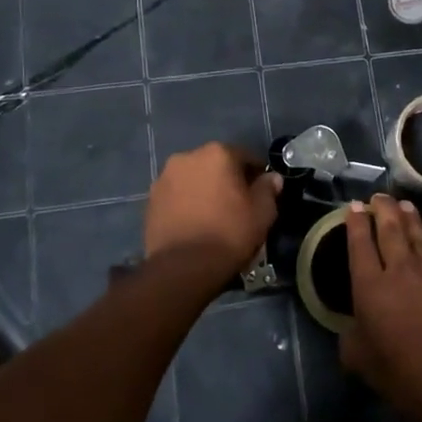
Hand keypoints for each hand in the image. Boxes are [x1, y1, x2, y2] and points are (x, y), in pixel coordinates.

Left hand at [144, 144, 281, 280]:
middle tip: (238, 205)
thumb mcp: (262, 213)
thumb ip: (268, 189)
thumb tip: (271, 178)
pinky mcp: (150, 200)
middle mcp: (187, 157)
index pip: (246, 156)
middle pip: (216, 164)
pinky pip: (177, 196)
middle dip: (227, 180)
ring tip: (213, 217)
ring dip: (204, 190)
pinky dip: (186, 203)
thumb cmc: (229, 234)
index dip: (257, 175)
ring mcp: (164, 178)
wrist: (183, 268)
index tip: (262, 193)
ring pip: (194, 179)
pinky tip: (195, 224)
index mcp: (217, 153)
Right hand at [341, 194, 421, 421]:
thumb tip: (356, 322)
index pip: (359, 244)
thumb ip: (353, 335)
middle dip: (383, 210)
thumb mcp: (361, 363)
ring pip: (420, 239)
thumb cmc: (405, 381)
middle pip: (391, 230)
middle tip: (379, 196)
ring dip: (410, 221)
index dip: (355, 223)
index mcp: (371, 289)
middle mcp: (402, 272)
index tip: (354, 206)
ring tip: (405, 207)